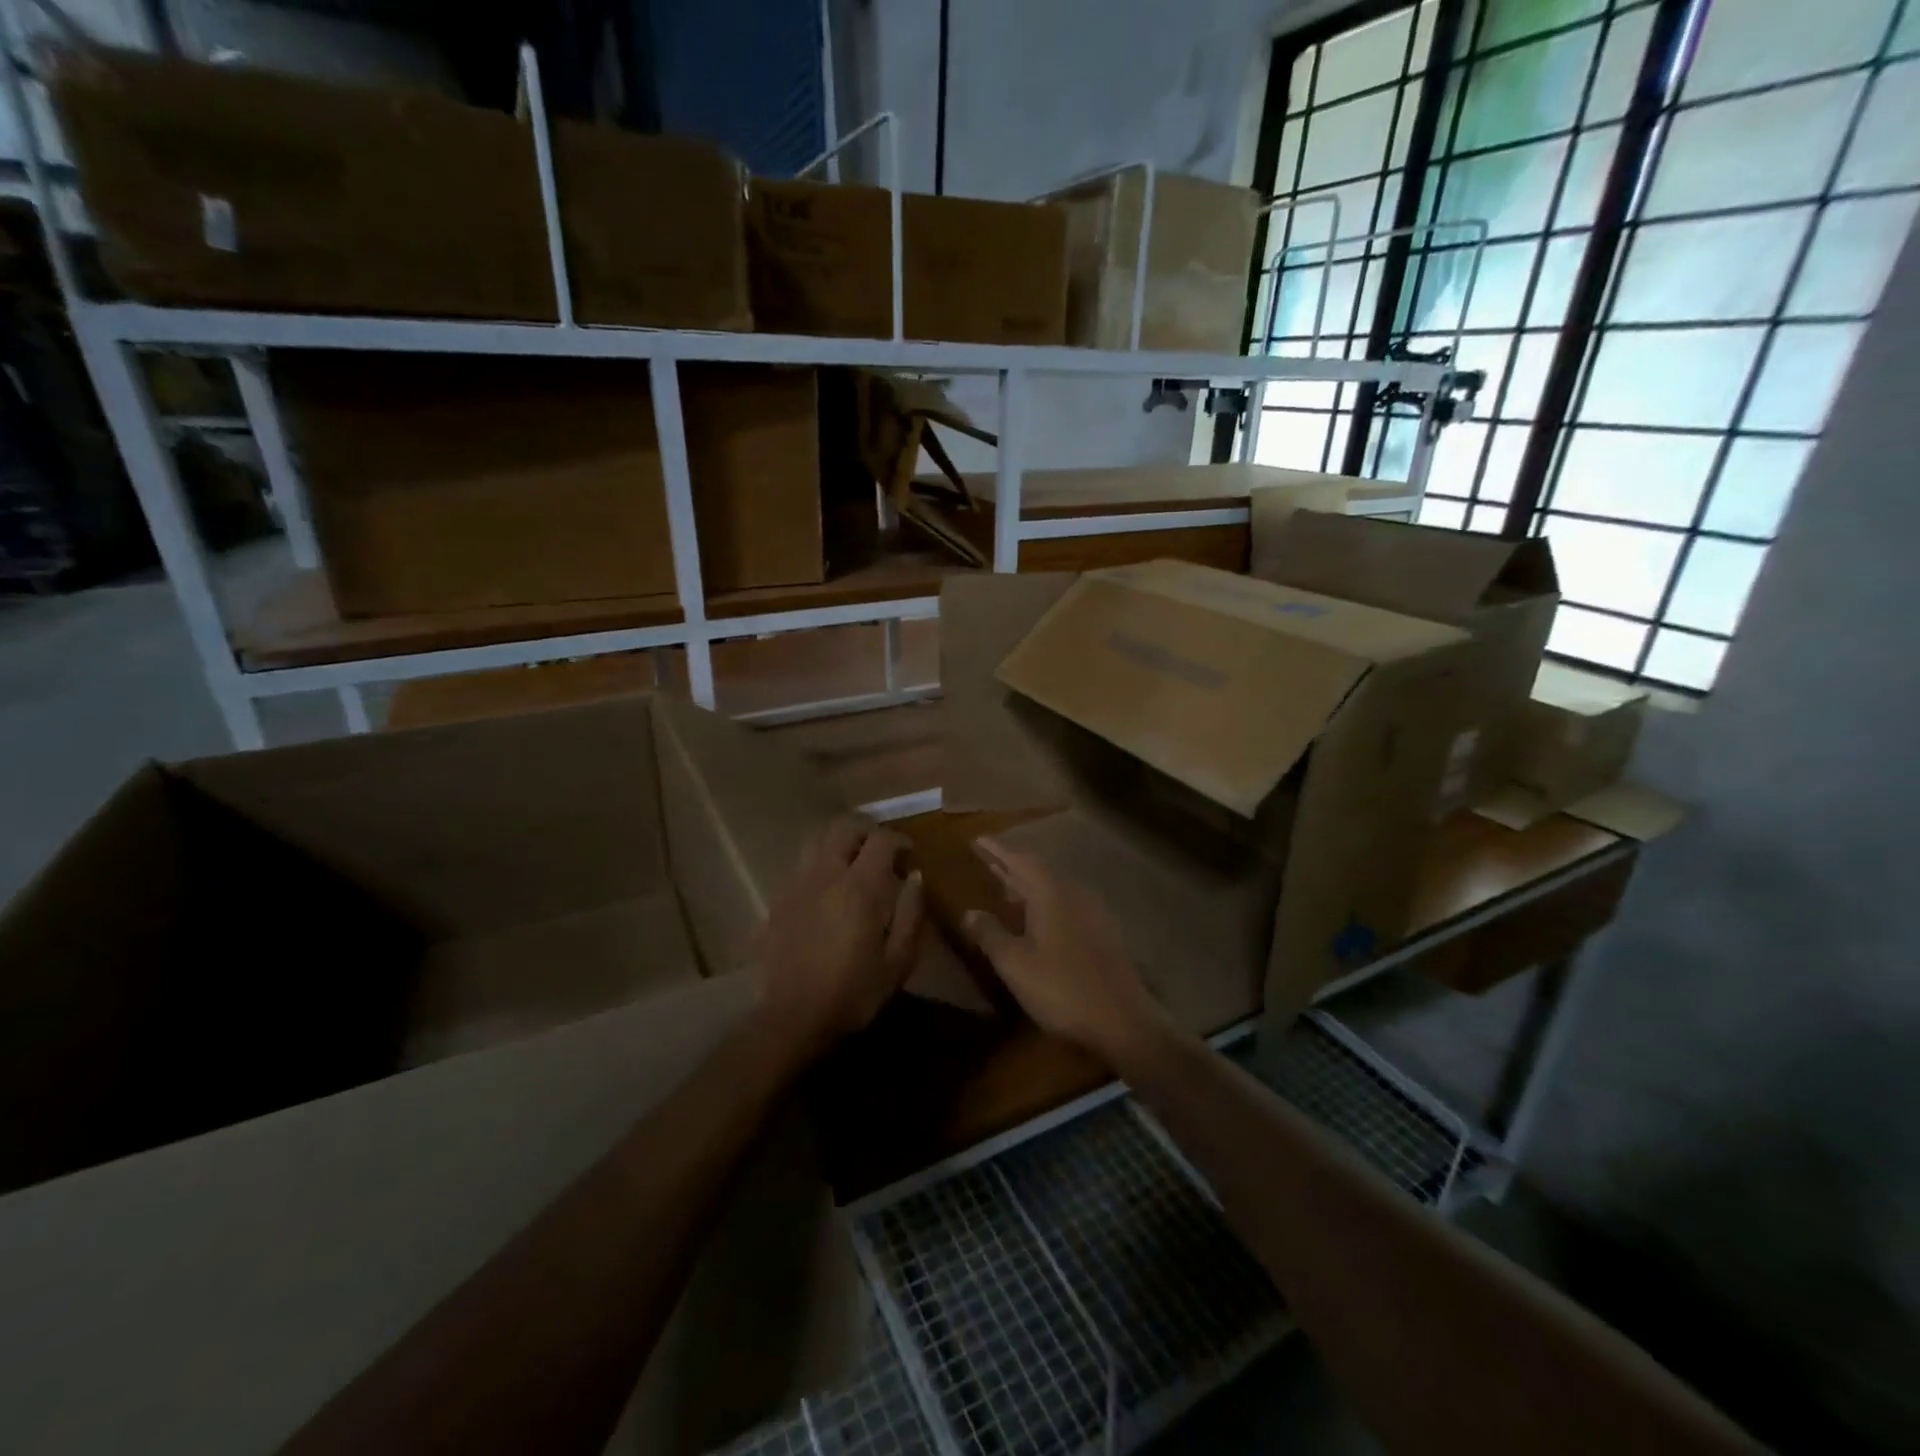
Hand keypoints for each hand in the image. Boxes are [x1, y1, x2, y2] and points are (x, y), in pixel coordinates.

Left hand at [753, 816, 924, 1062]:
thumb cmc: (853, 992)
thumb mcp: (898, 961)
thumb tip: (915, 878)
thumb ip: (911, 914)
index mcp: (859, 887)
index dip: (899, 840)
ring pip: (816, 840)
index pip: (881, 840)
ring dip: (838, 841)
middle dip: (866, 830)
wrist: (792, 1017)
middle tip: (881, 850)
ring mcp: (797, 885)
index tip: (909, 854)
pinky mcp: (779, 900)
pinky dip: (819, 863)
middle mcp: (826, 875)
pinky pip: (801, 866)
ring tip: (852, 861)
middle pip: (843, 828)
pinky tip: (827, 889)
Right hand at [963, 838, 1169, 1069]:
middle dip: (1010, 865)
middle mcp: (1074, 893)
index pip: (1020, 860)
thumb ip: (990, 934)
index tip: (976, 840)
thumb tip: (969, 911)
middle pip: (1038, 871)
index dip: (996, 850)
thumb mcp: (1014, 963)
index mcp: (1051, 893)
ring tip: (1006, 887)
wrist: (1123, 1021)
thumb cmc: (1061, 988)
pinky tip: (1037, 918)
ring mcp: (1092, 913)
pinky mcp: (1103, 933)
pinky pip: (1067, 904)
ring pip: (1054, 888)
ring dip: (1028, 885)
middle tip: (986, 860)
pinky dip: (1045, 903)